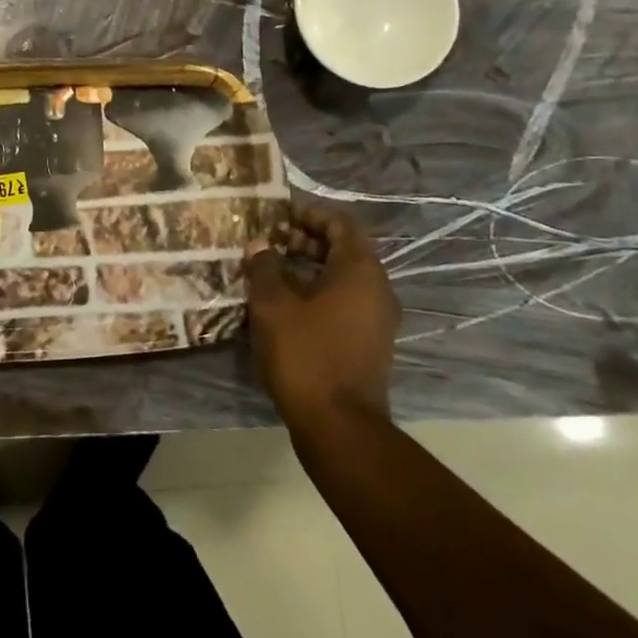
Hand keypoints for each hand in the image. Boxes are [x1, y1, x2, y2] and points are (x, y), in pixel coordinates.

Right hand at [242, 200, 400, 422]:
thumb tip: (260, 243)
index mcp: (360, 271)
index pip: (341, 223)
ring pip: (341, 278)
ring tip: (268, 271)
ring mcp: (375, 319)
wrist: (338, 425)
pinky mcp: (366, 343)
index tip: (277, 214)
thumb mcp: (273, 305)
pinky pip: (342, 302)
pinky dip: (315, 293)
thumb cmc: (305, 354)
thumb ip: (264, 267)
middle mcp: (376, 289)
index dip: (309, 213)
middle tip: (268, 241)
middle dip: (304, 240)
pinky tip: (282, 305)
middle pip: (343, 249)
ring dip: (307, 268)